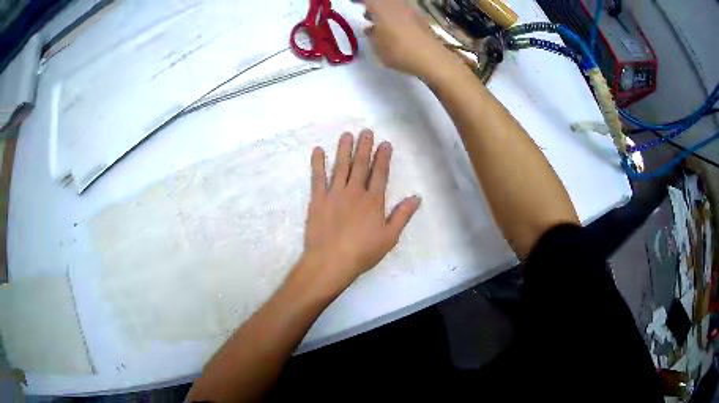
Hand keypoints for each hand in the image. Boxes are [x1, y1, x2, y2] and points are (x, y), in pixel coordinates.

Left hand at [294, 130, 420, 294]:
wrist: (331, 261)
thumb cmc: (363, 252)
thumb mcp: (389, 237)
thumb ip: (402, 215)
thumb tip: (417, 198)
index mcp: (373, 201)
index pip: (380, 173)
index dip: (383, 157)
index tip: (385, 143)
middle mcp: (355, 191)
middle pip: (361, 165)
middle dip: (364, 147)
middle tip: (366, 131)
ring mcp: (335, 193)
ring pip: (341, 166)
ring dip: (344, 149)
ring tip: (347, 135)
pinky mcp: (318, 199)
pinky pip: (317, 177)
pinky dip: (317, 163)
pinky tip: (318, 150)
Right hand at [364, 0, 453, 78]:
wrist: (430, 57)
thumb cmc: (398, 51)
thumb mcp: (377, 46)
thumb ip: (371, 35)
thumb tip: (370, 29)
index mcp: (380, 7)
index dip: (359, 0)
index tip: (352, 3)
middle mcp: (395, 4)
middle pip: (381, 0)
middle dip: (373, 5)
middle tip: (367, 15)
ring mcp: (410, 10)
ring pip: (393, 4)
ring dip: (385, 10)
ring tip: (380, 23)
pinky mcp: (420, 19)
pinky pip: (403, 11)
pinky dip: (396, 16)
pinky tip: (395, 29)